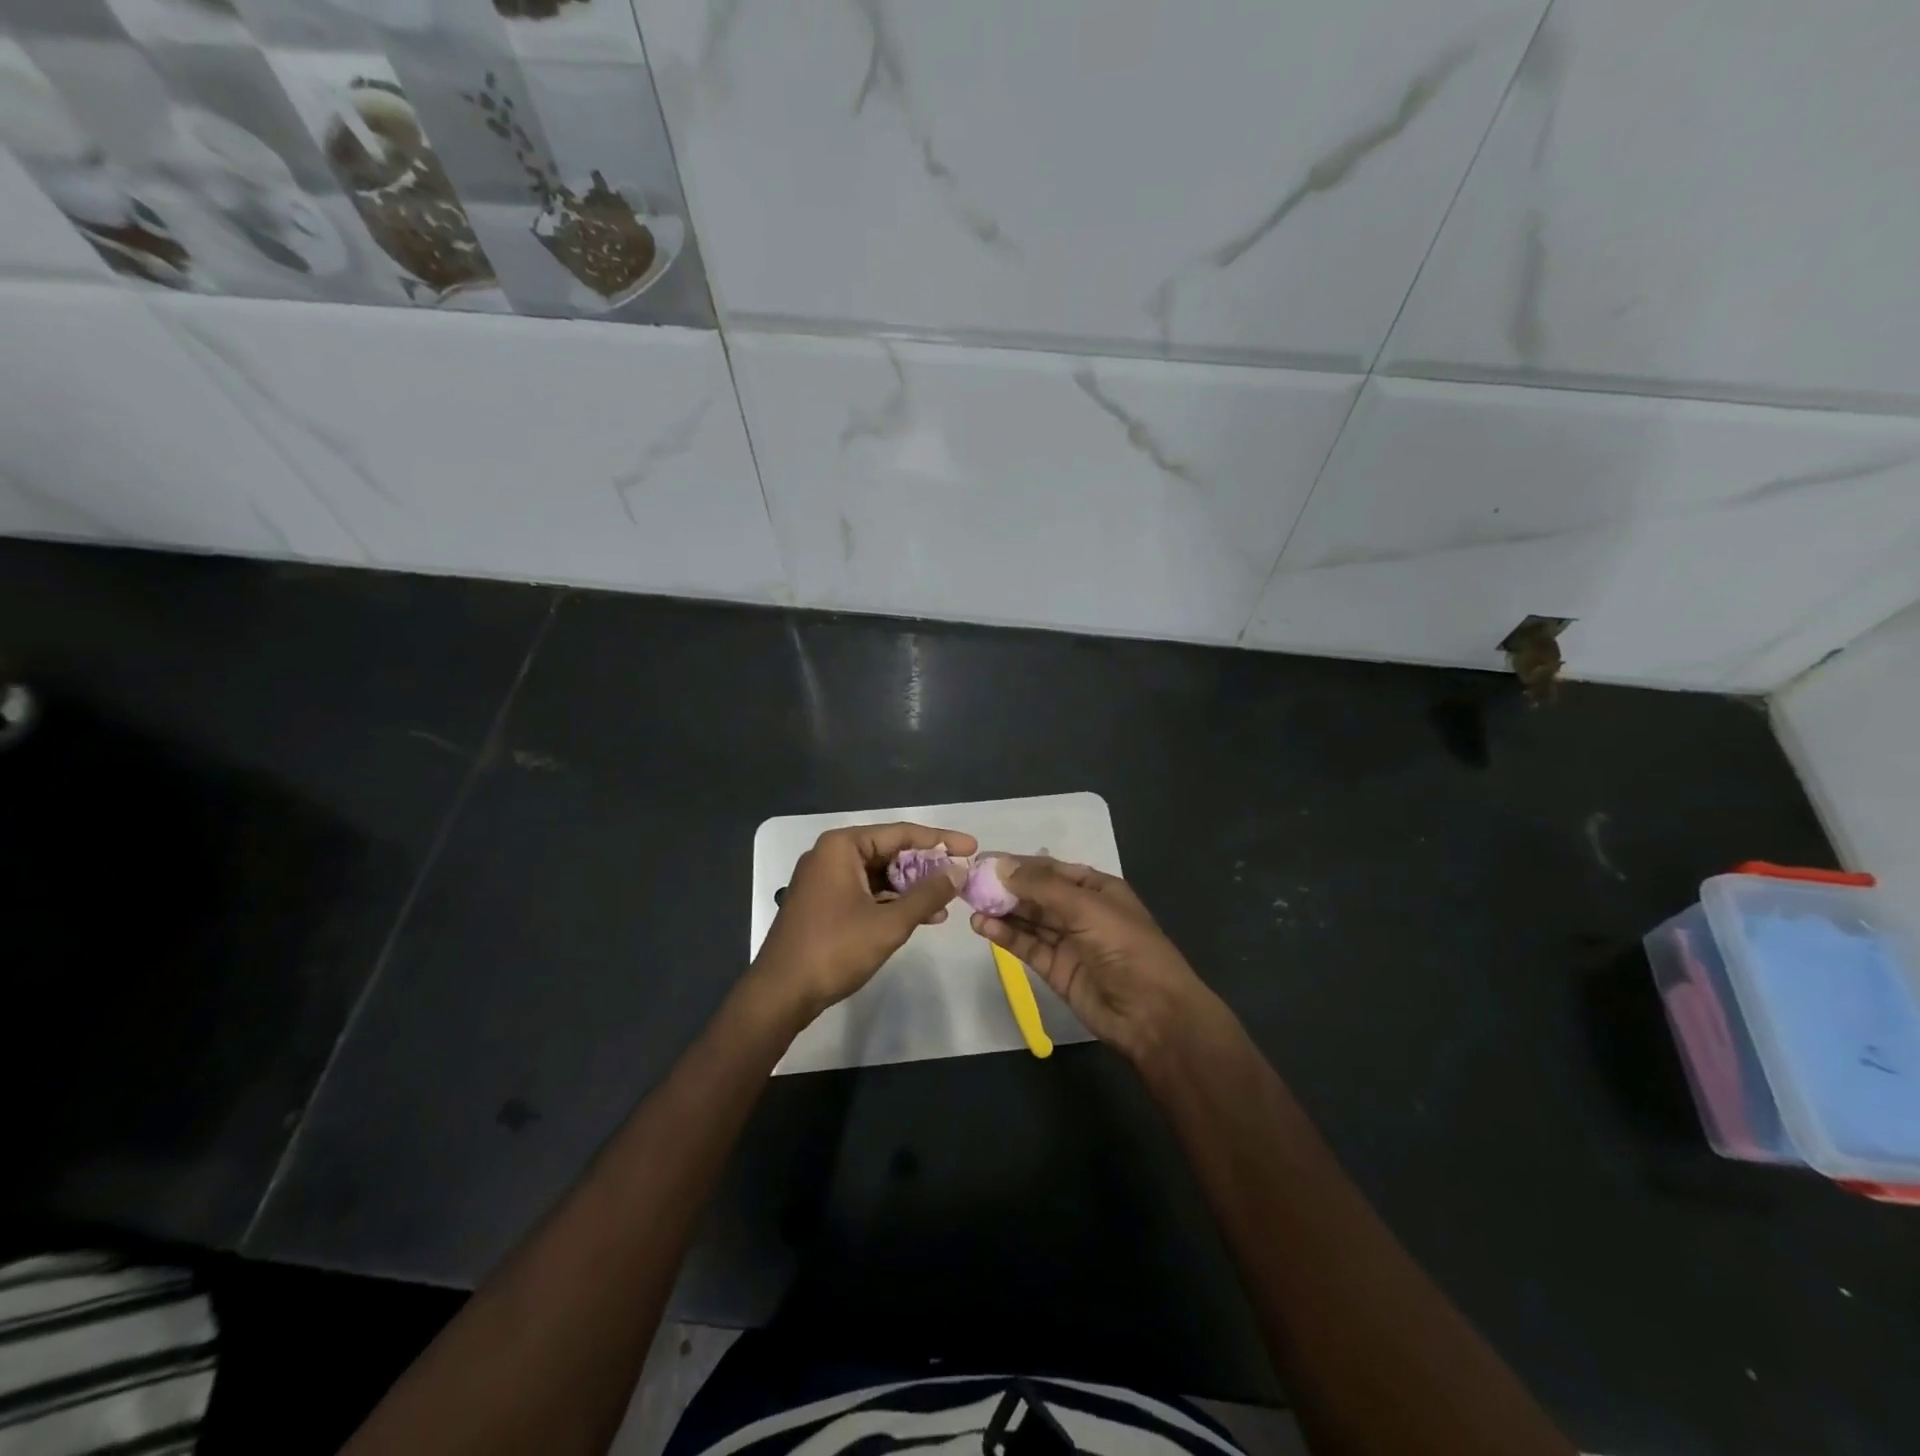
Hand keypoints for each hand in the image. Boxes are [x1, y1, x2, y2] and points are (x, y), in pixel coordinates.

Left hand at [751, 822, 977, 1019]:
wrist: (780, 993)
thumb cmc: (834, 950)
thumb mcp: (889, 923)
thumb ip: (926, 895)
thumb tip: (958, 873)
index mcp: (842, 847)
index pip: (901, 833)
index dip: (940, 840)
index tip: (972, 847)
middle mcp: (832, 855)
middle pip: (890, 851)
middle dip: (926, 866)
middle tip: (961, 876)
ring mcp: (825, 879)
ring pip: (880, 874)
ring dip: (912, 887)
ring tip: (947, 902)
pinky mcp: (824, 902)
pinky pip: (867, 891)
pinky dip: (893, 901)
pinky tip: (921, 916)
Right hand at [970, 857, 1220, 1068]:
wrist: (1152, 1014)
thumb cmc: (1126, 948)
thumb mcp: (1086, 908)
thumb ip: (1041, 887)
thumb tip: (998, 866)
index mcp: (1096, 888)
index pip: (1050, 869)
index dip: (1018, 864)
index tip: (982, 861)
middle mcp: (1080, 910)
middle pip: (1036, 893)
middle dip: (1004, 886)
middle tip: (967, 882)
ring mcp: (1068, 941)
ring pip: (1028, 919)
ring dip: (1000, 910)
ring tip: (967, 902)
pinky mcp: (1056, 969)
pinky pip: (1026, 945)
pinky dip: (1004, 935)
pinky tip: (981, 925)